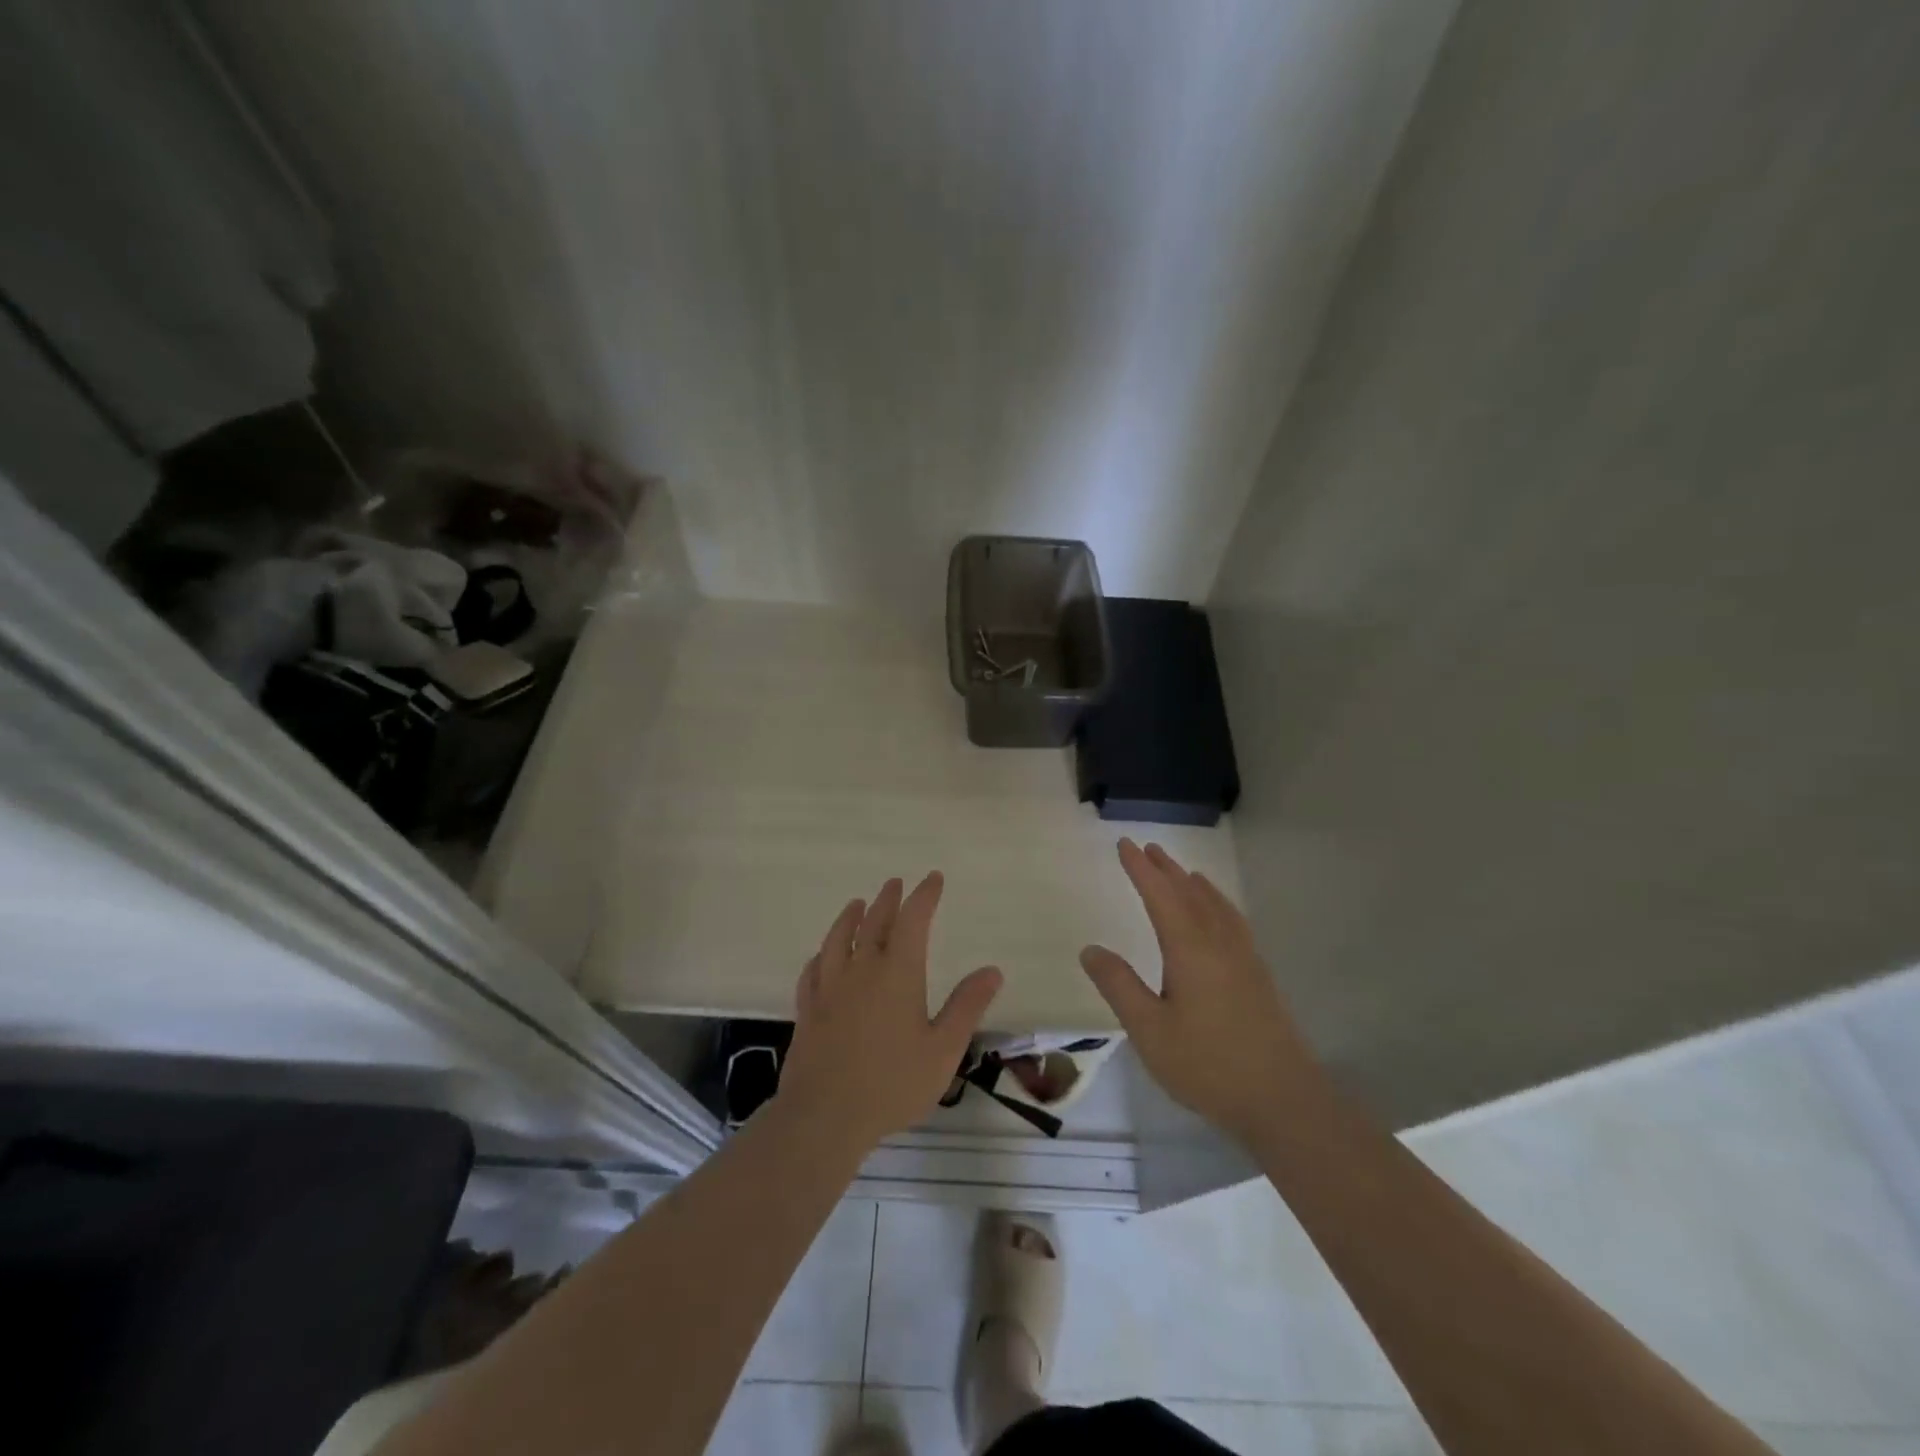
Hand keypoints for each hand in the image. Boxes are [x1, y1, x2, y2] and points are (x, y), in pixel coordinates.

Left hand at [776, 872, 1003, 1148]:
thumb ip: (966, 1007)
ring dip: (849, 917)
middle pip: (874, 923)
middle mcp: (862, 970)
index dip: (924, 896)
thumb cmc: (892, 1083)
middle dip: (888, 900)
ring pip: (838, 939)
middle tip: (895, 884)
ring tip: (856, 904)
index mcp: (898, 973)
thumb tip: (992, 970)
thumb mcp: (943, 1049)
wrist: (825, 1115)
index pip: (913, 920)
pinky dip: (821, 955)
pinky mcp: (808, 1009)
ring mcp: (830, 988)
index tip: (933, 879)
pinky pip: (813, 970)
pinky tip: (822, 956)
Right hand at [1080, 839, 1317, 1144]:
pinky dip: (1218, 904)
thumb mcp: (1149, 1029)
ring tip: (1182, 872)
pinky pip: (1233, 921)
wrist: (1282, 1099)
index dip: (1140, 869)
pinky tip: (1219, 917)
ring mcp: (1244, 958)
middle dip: (1166, 870)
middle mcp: (1218, 943)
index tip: (1124, 844)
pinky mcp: (1258, 976)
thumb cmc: (1207, 1065)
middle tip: (1148, 848)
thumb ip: (1119, 986)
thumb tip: (1090, 949)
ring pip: (1216, 906)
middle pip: (1190, 893)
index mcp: (1189, 948)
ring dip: (1194, 884)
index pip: (1160, 895)